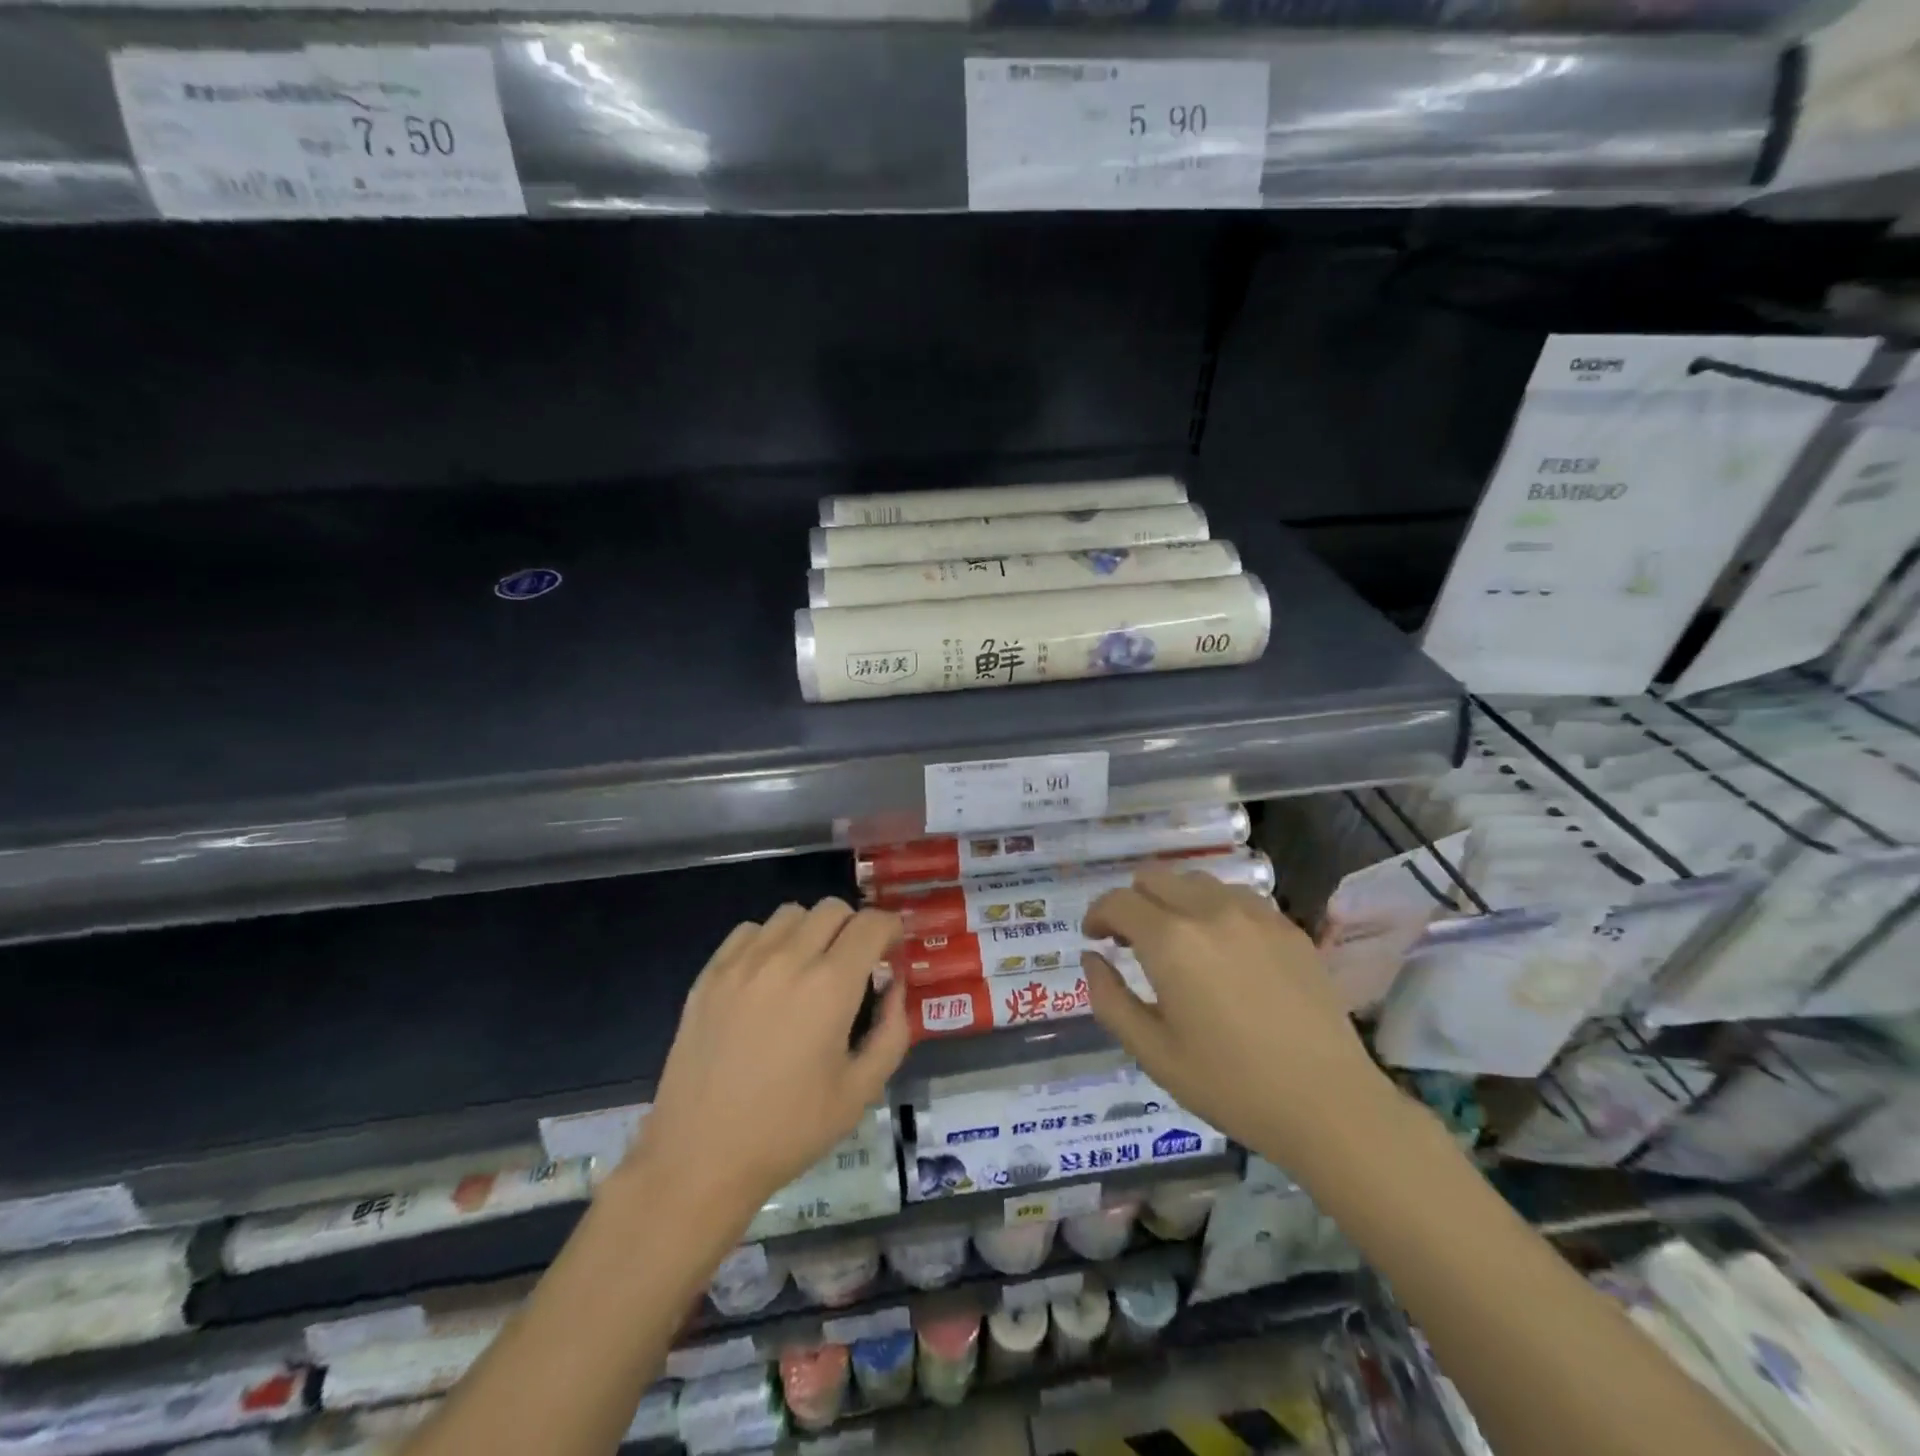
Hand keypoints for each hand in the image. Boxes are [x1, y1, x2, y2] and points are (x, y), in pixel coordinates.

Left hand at [628, 900, 907, 1226]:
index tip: (892, 950)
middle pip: (833, 908)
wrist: (700, 1158)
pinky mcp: (709, 975)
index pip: (871, 924)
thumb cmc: (789, 1130)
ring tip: (809, 968)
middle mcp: (787, 960)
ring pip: (791, 914)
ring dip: (812, 931)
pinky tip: (768, 977)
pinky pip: (749, 931)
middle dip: (855, 927)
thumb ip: (892, 1031)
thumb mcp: (861, 1091)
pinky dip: (769, 940)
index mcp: (830, 987)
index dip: (890, 928)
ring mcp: (742, 964)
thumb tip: (895, 986)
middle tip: (855, 963)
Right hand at [1081, 868, 1390, 1167]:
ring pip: (1195, 881)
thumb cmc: (1230, 1085)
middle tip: (1132, 941)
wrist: (1329, 1104)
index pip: (1118, 901)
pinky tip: (1223, 948)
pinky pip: (1236, 896)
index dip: (1097, 914)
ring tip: (1178, 941)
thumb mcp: (1153, 1053)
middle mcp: (1209, 911)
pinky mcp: (1287, 925)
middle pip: (1154, 877)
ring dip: (1173, 901)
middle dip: (1132, 902)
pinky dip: (1213, 909)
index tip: (1094, 937)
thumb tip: (1092, 958)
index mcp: (1171, 941)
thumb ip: (1110, 999)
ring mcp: (1254, 913)